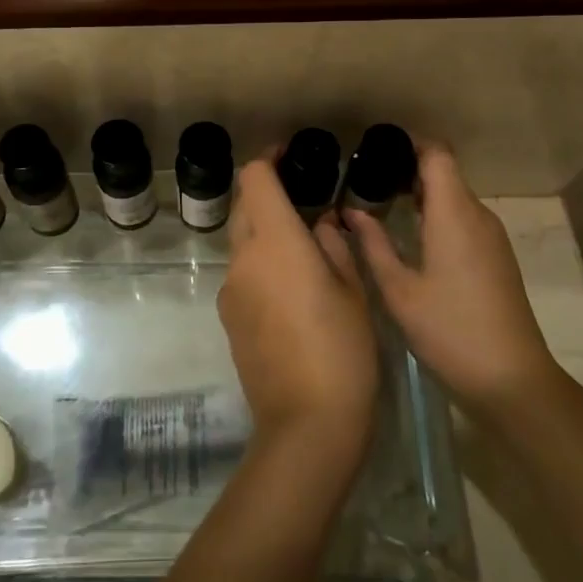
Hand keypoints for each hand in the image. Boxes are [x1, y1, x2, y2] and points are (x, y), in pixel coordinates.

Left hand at [217, 157, 377, 465]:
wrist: (307, 423)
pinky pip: (241, 276)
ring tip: (304, 253)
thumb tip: (322, 222)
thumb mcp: (354, 290)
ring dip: (265, 234)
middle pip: (243, 206)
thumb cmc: (343, 349)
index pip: (253, 178)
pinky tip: (291, 293)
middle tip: (305, 204)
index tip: (290, 158)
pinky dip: (260, 267)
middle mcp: (243, 259)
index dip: (268, 159)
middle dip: (268, 196)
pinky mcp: (228, 318)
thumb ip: (334, 245)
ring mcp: (230, 290)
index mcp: (275, 242)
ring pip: (241, 243)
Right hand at [344, 139, 561, 418]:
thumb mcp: (399, 289)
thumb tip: (351, 211)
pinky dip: (438, 215)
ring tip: (382, 206)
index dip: (408, 144)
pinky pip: (465, 219)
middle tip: (367, 181)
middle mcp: (478, 215)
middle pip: (445, 172)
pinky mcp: (497, 257)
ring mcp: (492, 237)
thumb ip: (373, 244)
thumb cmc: (449, 330)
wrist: (511, 379)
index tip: (375, 152)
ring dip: (423, 195)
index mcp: (454, 214)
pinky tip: (411, 237)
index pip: (437, 154)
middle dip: (408, 170)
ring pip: (455, 197)